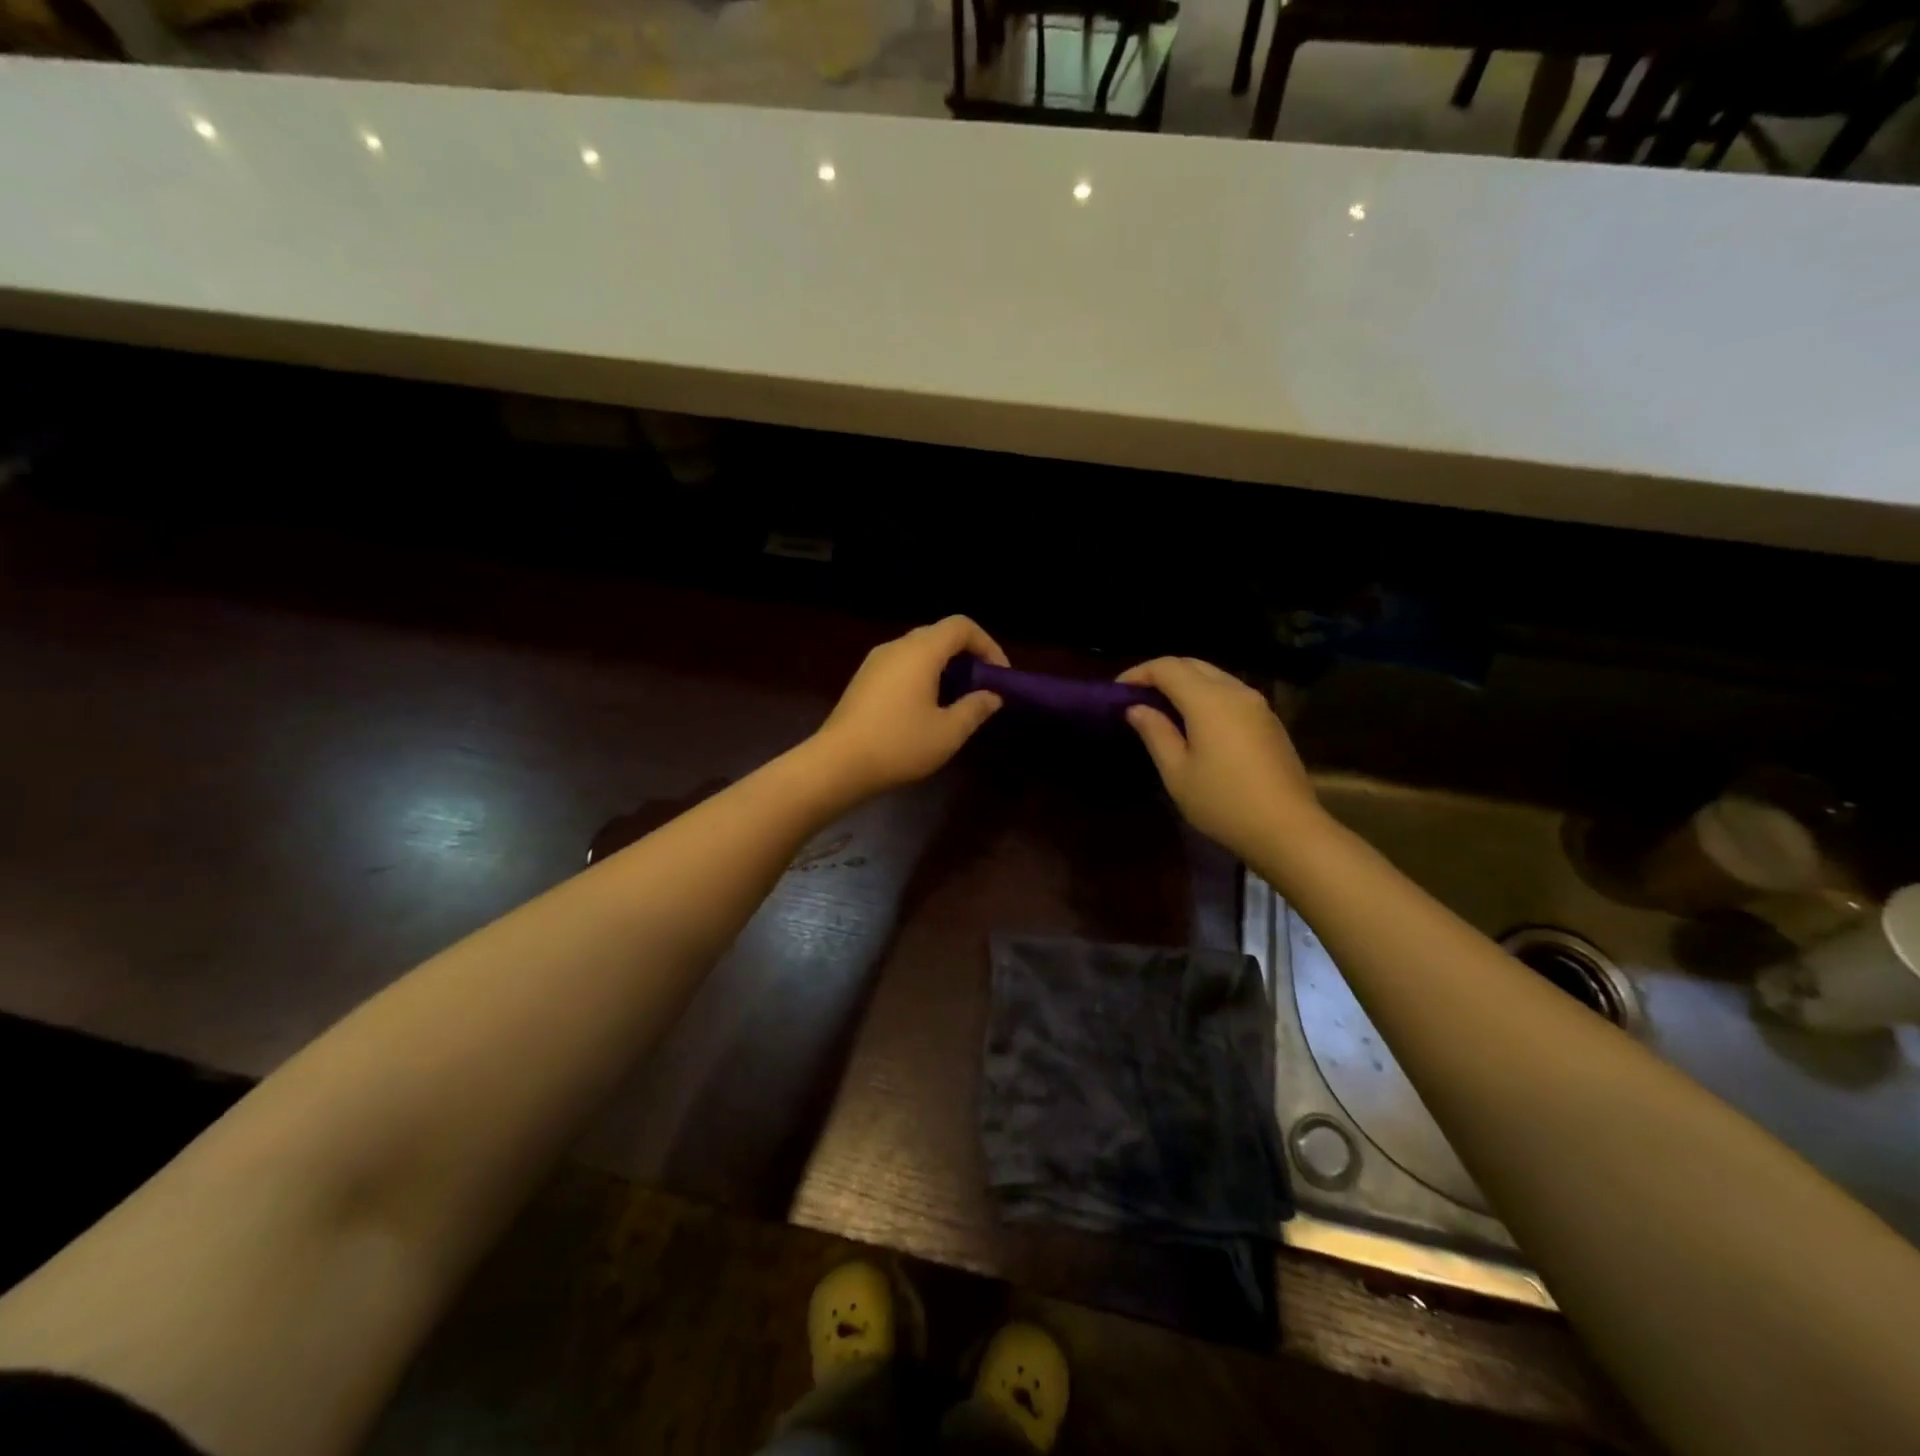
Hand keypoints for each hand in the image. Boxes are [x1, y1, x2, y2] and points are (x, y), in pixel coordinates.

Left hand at [812, 617, 1007, 798]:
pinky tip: (926, 707)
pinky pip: (901, 665)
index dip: (987, 644)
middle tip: (982, 686)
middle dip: (967, 655)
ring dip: (944, 667)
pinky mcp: (863, 680)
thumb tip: (992, 696)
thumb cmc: (898, 745)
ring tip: (957, 699)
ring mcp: (875, 662)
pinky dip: (922, 675)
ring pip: (919, 650)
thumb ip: (975, 709)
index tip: (999, 675)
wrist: (837, 764)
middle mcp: (896, 647)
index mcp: (920, 651)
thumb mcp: (948, 732)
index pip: (961, 626)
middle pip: (939, 635)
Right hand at [1118, 656, 1322, 858]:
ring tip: (1163, 707)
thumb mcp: (1177, 772)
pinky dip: (1206, 695)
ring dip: (1186, 683)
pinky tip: (1195, 721)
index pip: (1167, 667)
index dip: (1139, 673)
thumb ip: (1155, 732)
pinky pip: (1230, 693)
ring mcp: (1257, 705)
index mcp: (1208, 700)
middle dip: (1162, 673)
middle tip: (1138, 695)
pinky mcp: (1269, 721)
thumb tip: (1137, 708)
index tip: (1117, 690)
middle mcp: (1235, 691)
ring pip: (1215, 677)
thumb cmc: (1222, 802)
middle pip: (1193, 665)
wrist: (1287, 828)